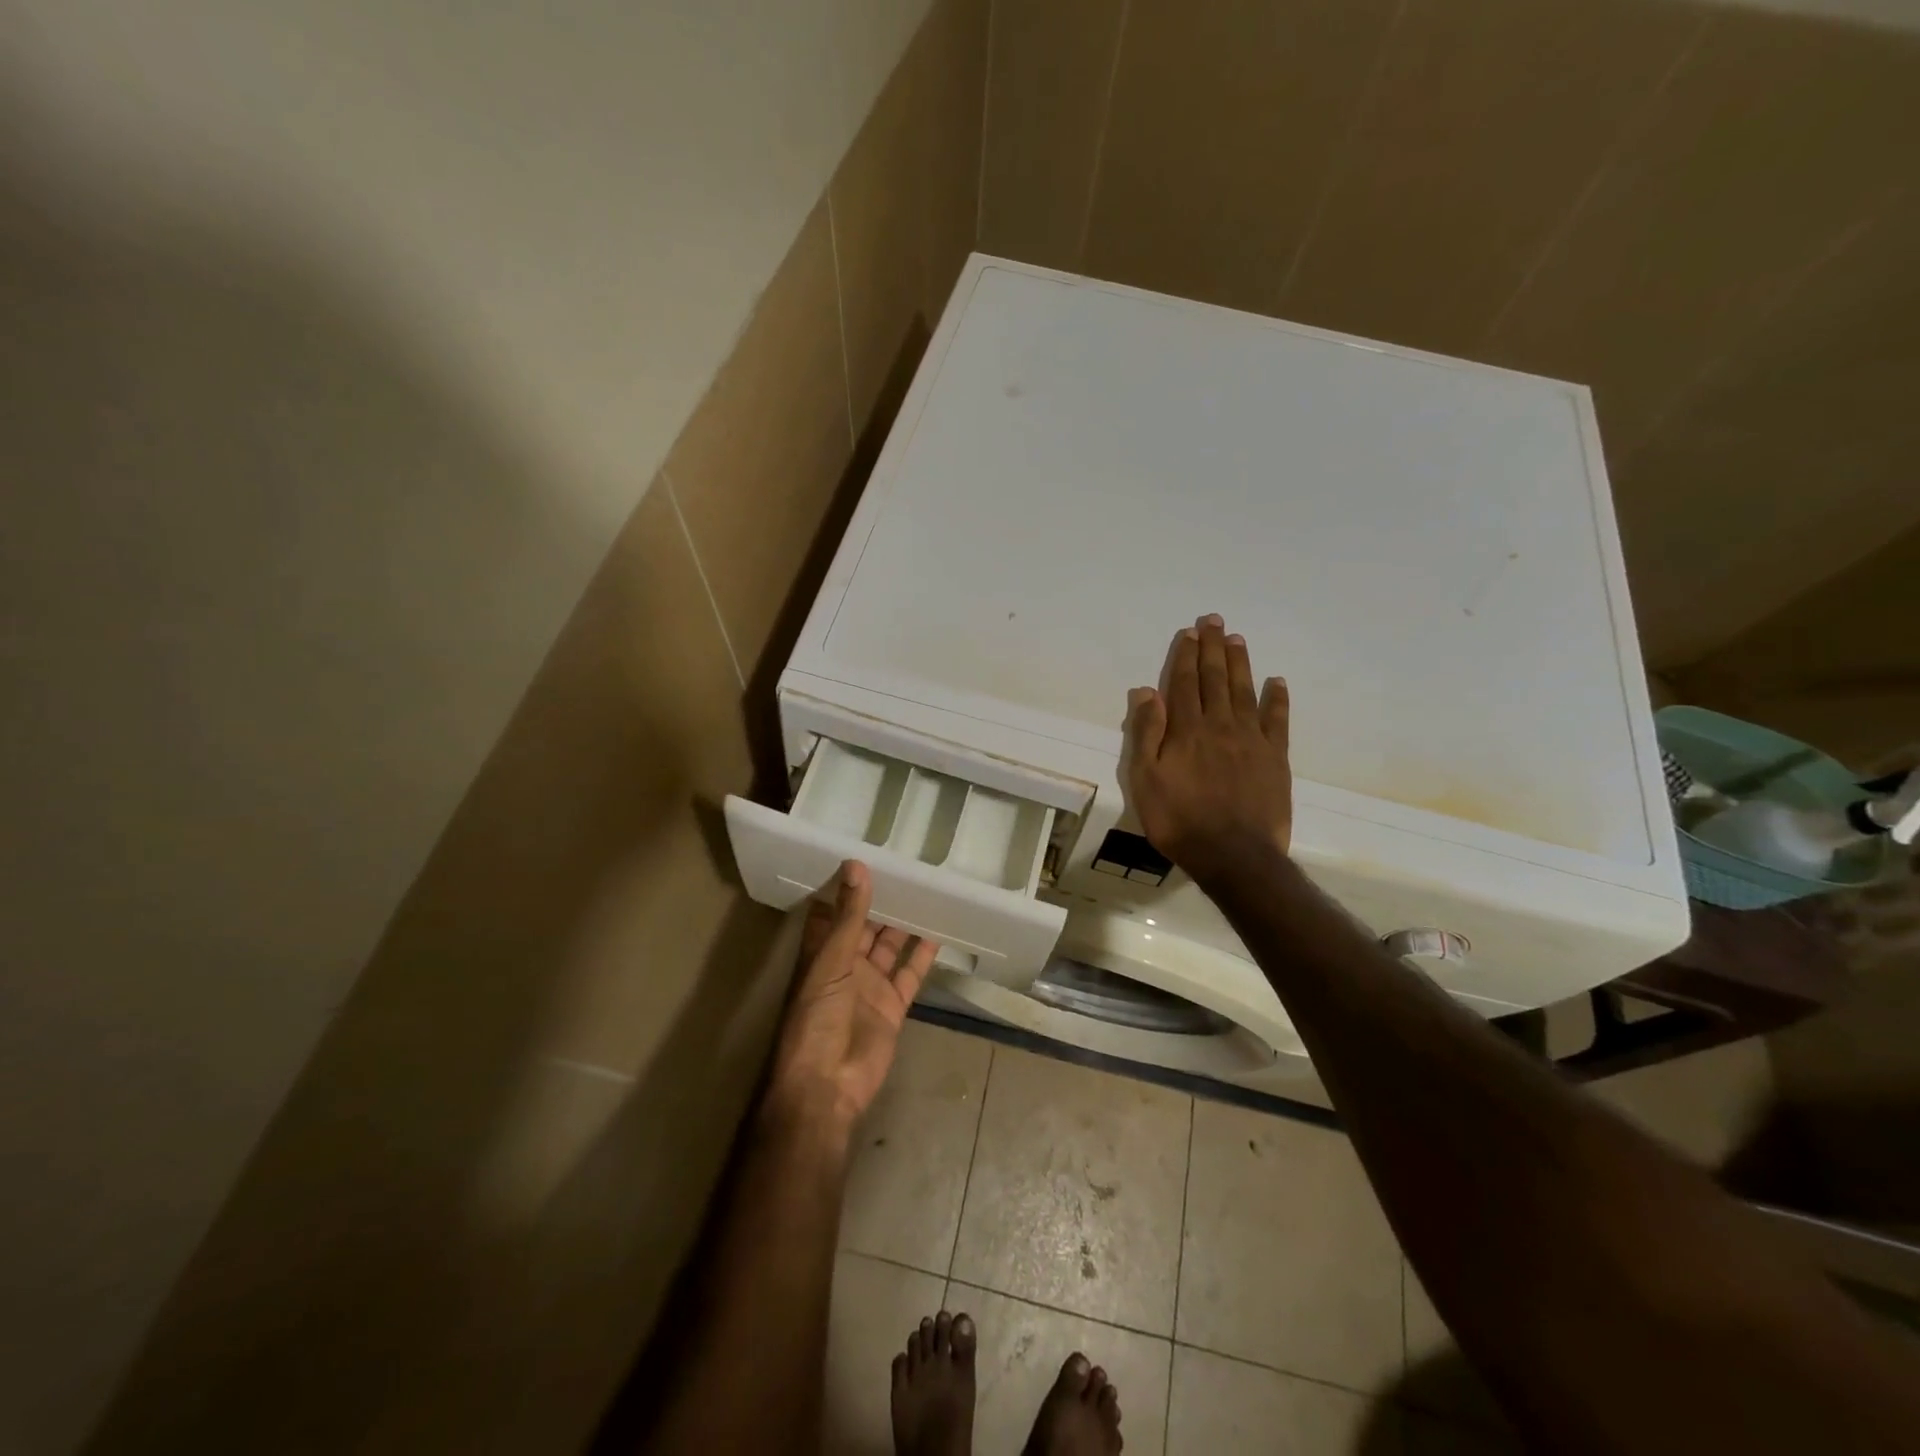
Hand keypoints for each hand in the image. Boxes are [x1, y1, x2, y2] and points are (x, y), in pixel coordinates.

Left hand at [766, 861, 938, 1130]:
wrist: (827, 1084)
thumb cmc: (816, 1018)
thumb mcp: (830, 962)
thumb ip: (848, 917)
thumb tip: (856, 865)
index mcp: (820, 953)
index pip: (832, 911)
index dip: (846, 886)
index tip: (866, 854)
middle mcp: (844, 965)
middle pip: (865, 926)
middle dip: (882, 901)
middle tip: (907, 867)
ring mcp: (869, 986)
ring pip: (889, 946)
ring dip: (905, 923)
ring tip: (927, 891)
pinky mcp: (892, 1006)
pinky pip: (909, 974)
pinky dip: (922, 955)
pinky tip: (938, 930)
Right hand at [1125, 614, 1291, 880]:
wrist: (1233, 855)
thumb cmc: (1179, 820)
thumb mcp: (1145, 780)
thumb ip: (1147, 733)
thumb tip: (1146, 691)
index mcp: (1186, 730)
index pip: (1183, 684)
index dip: (1185, 656)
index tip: (1189, 633)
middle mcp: (1220, 725)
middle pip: (1214, 679)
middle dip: (1212, 648)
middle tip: (1214, 620)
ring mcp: (1252, 740)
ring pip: (1244, 691)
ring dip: (1240, 663)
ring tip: (1237, 639)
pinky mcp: (1276, 758)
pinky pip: (1277, 720)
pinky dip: (1277, 699)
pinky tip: (1277, 681)